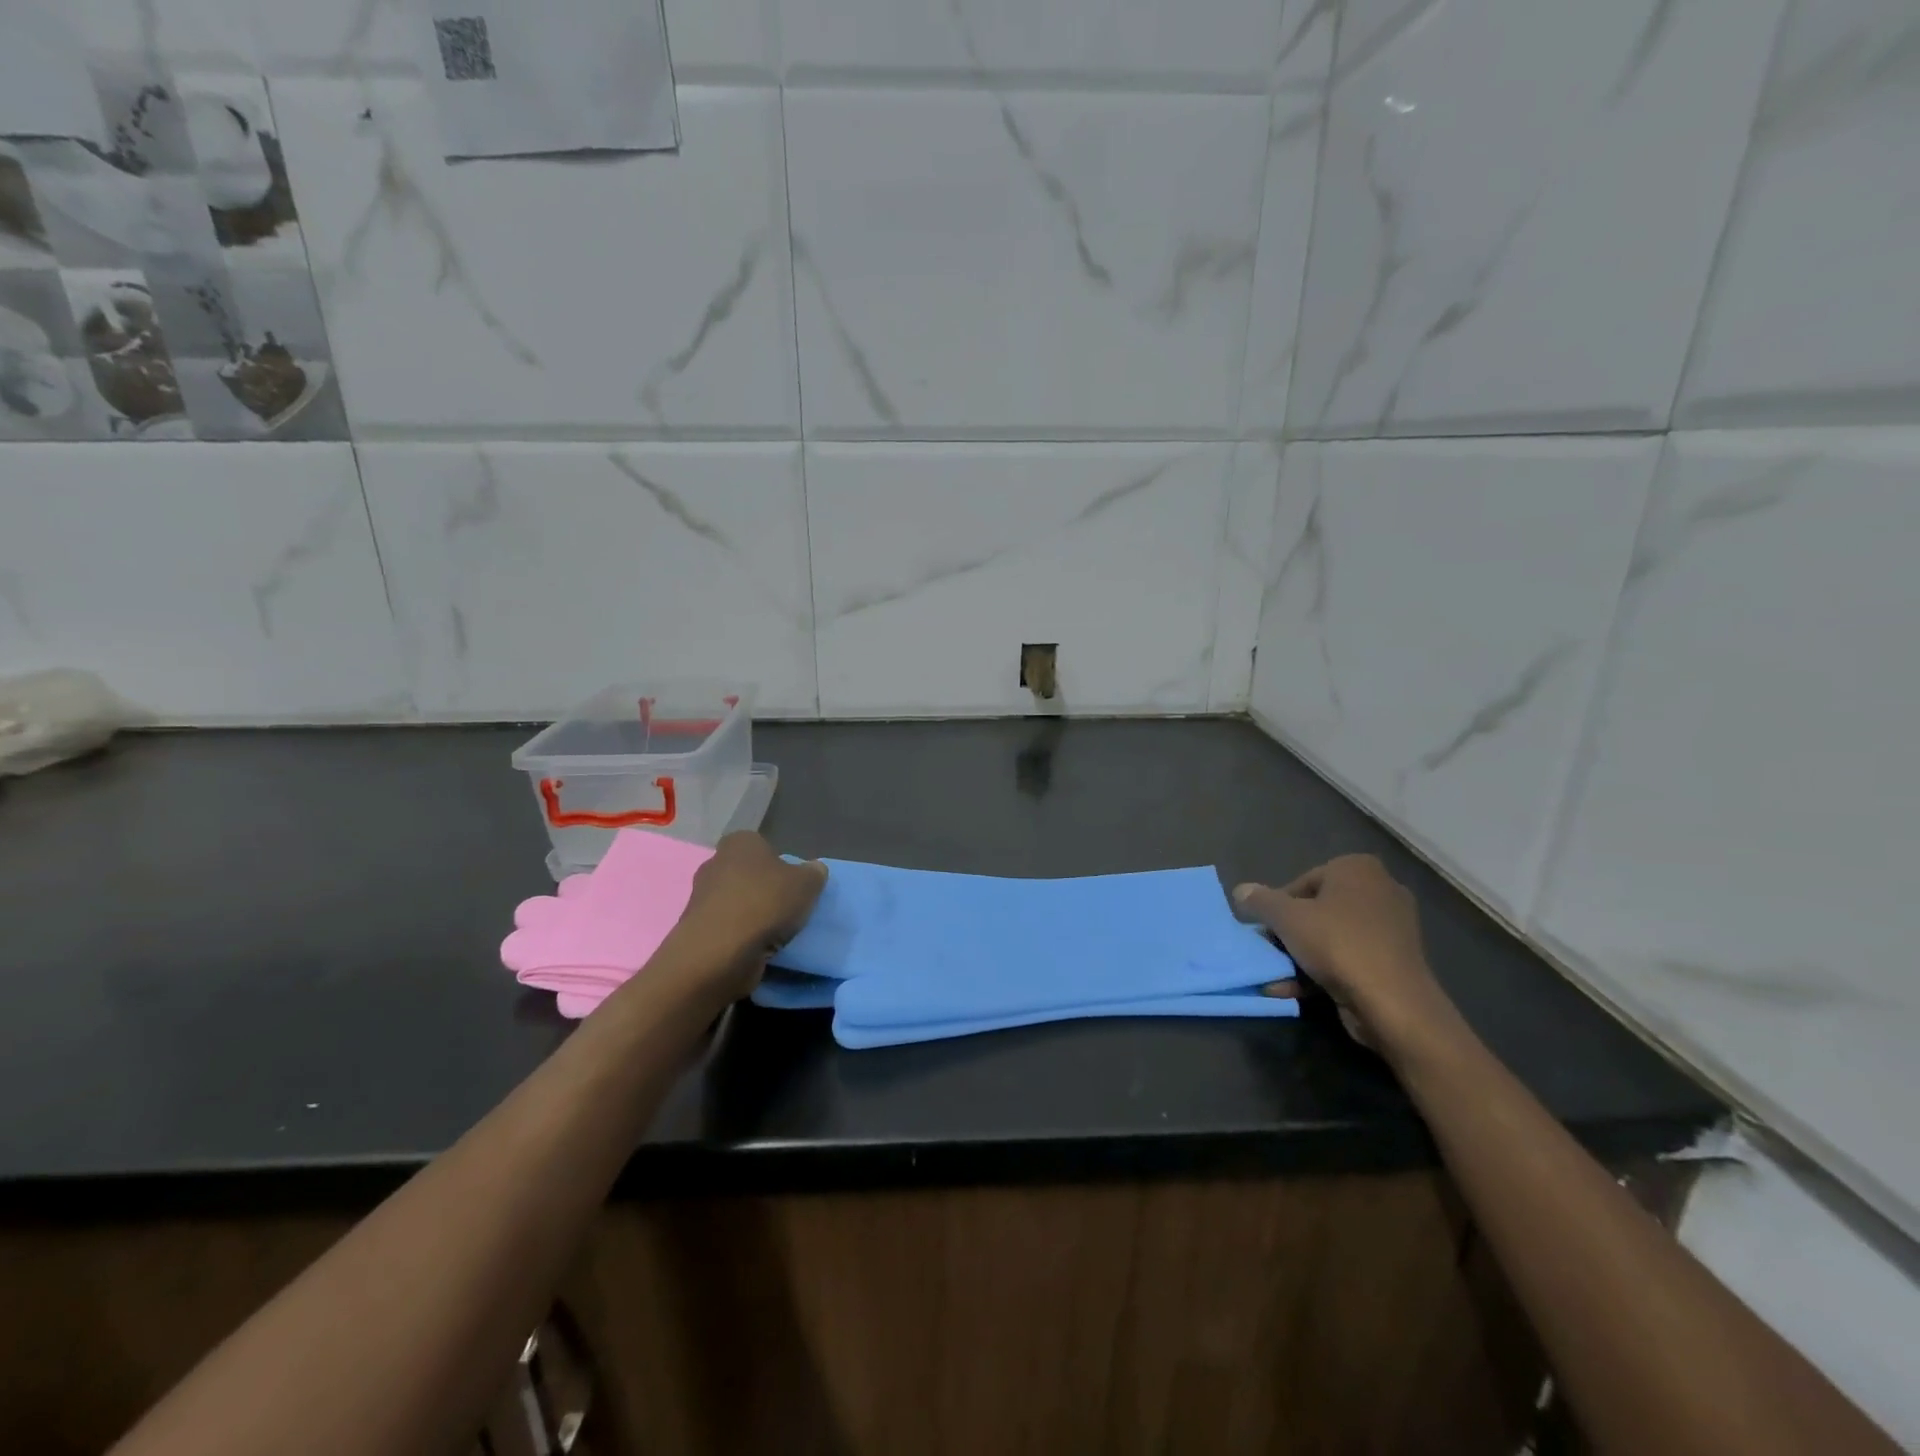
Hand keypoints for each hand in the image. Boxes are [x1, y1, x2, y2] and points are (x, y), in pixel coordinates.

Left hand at [669, 833, 827, 1003]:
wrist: (720, 952)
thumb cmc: (765, 904)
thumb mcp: (807, 883)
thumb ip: (814, 873)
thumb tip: (814, 870)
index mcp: (740, 843)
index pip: (762, 846)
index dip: (779, 863)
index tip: (793, 883)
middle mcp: (715, 863)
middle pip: (748, 875)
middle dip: (764, 889)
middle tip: (788, 907)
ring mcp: (702, 898)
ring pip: (737, 903)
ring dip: (753, 916)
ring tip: (776, 933)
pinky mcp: (697, 930)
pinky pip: (727, 928)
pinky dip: (741, 937)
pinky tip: (758, 948)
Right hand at [1234, 855, 1456, 1058]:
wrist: (1394, 1003)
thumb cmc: (1337, 944)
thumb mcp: (1286, 918)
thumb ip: (1260, 901)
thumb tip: (1240, 890)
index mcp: (1357, 868)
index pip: (1302, 882)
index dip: (1278, 906)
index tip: (1266, 930)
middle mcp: (1380, 890)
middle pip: (1317, 910)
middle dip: (1290, 934)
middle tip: (1270, 952)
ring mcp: (1392, 927)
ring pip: (1331, 937)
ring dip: (1301, 957)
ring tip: (1277, 977)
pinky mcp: (1396, 960)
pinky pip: (1350, 958)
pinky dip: (1324, 971)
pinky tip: (1296, 990)